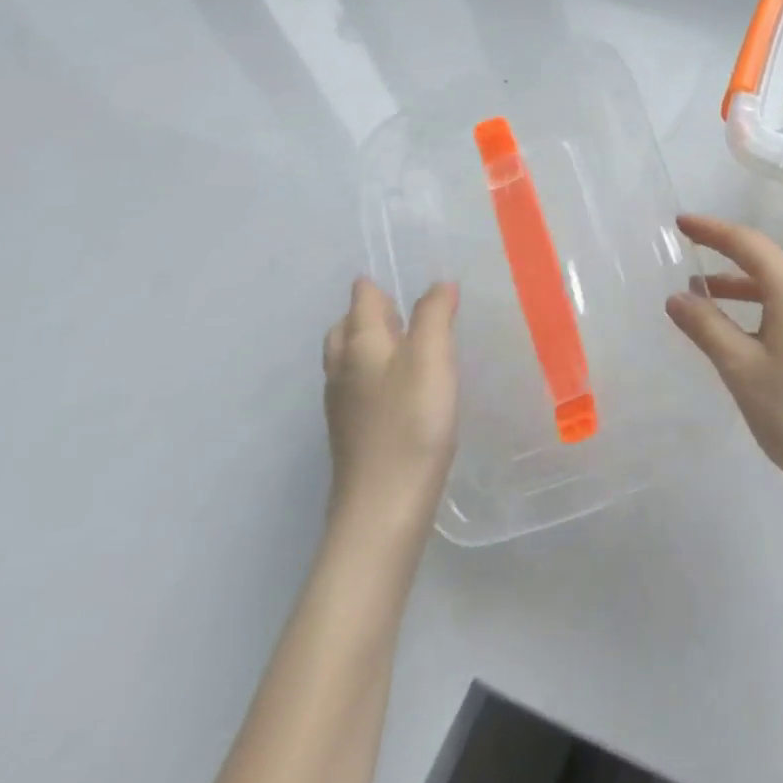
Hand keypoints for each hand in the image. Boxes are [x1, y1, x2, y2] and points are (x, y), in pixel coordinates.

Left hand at [323, 279, 459, 533]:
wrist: (383, 508)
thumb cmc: (412, 423)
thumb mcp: (432, 359)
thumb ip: (435, 316)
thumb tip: (438, 284)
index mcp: (360, 344)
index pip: (362, 299)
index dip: (378, 284)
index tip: (402, 274)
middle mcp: (343, 369)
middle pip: (345, 328)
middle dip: (366, 312)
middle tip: (400, 307)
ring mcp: (343, 405)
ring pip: (348, 359)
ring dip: (370, 343)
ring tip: (405, 341)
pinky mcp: (352, 434)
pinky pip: (357, 386)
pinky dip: (374, 372)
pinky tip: (401, 387)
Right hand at [667, 215, 782, 503]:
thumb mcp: (740, 368)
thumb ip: (706, 326)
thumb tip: (677, 297)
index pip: (748, 243)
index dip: (712, 230)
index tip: (681, 224)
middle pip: (764, 258)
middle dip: (724, 252)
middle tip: (685, 249)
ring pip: (775, 281)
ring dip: (738, 282)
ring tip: (699, 292)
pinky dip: (757, 302)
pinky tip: (734, 322)